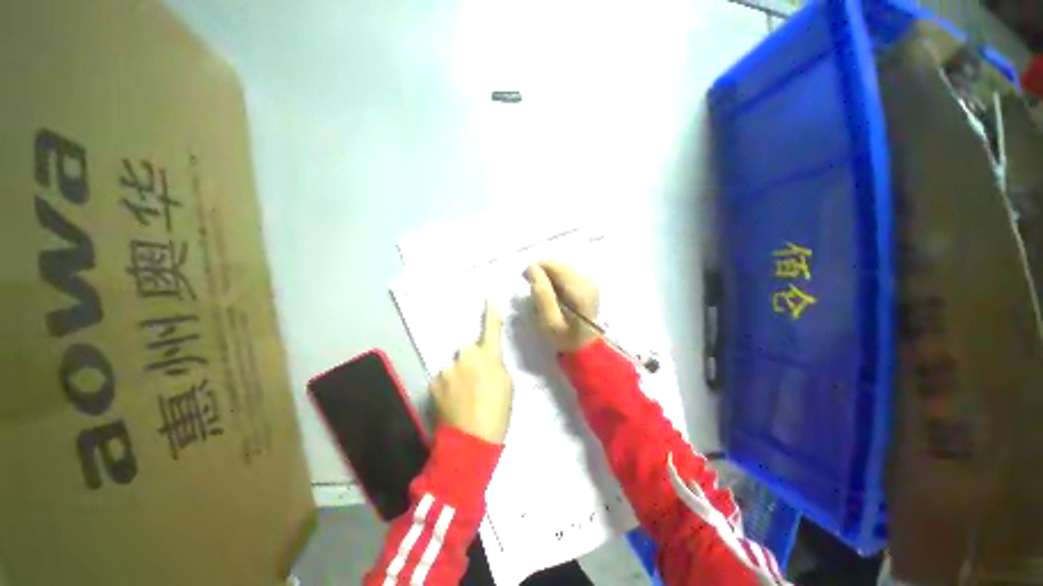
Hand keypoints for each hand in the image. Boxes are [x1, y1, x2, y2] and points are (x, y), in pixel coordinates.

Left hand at [430, 302, 513, 443]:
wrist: (470, 442)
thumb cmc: (497, 412)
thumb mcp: (506, 385)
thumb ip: (496, 364)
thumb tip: (486, 358)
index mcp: (487, 356)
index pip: (491, 329)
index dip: (491, 313)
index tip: (490, 299)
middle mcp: (465, 356)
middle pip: (466, 349)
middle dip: (470, 358)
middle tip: (475, 379)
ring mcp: (447, 369)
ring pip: (454, 364)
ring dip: (458, 373)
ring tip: (463, 396)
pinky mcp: (433, 382)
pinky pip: (444, 377)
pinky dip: (448, 385)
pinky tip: (453, 401)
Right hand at [526, 261, 600, 351]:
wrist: (588, 348)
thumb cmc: (566, 338)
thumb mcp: (549, 321)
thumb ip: (541, 293)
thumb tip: (532, 268)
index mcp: (578, 289)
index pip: (554, 265)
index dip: (536, 268)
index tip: (525, 279)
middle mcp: (588, 280)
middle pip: (559, 264)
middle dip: (543, 271)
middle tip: (531, 286)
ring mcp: (590, 281)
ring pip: (563, 267)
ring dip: (550, 275)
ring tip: (541, 290)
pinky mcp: (590, 284)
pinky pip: (569, 273)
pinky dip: (557, 279)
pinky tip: (553, 292)